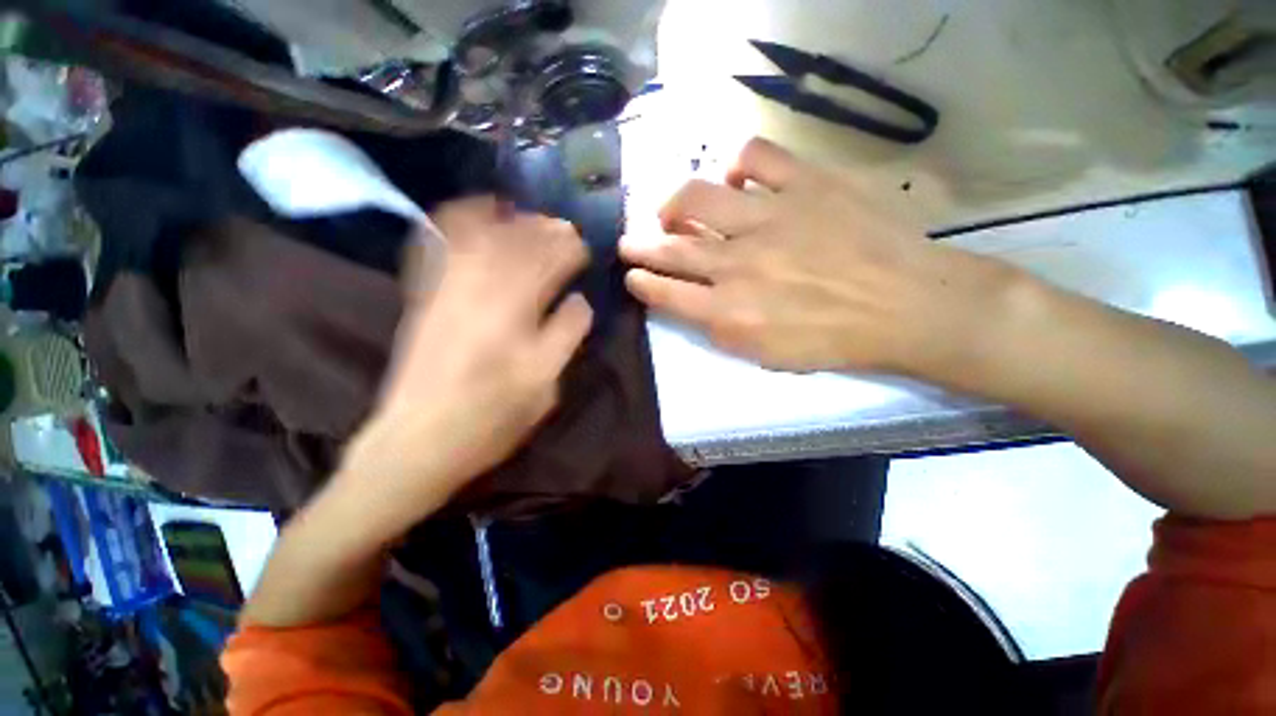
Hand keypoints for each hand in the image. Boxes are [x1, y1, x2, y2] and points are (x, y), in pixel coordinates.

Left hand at [336, 197, 592, 529]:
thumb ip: (567, 334)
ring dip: (508, 218)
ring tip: (527, 215)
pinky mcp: (425, 295)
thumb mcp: (546, 383)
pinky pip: (438, 243)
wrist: (418, 440)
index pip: (550, 260)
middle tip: (564, 228)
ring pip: (480, 232)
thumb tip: (580, 300)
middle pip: (517, 239)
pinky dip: (458, 219)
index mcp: (515, 308)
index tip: (585, 250)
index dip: (571, 249)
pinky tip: (474, 214)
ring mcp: (446, 286)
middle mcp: (480, 285)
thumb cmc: (492, 416)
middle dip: (545, 228)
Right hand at [621, 138, 1008, 374]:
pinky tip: (737, 179)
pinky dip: (737, 164)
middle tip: (627, 241)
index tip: (631, 274)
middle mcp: (739, 263)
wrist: (906, 306)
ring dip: (675, 204)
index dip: (642, 282)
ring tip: (675, 210)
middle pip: (672, 247)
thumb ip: (721, 330)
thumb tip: (693, 302)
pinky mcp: (805, 184)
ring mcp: (771, 218)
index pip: (667, 292)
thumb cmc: (833, 341)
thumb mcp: (766, 357)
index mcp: (730, 311)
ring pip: (698, 197)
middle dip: (640, 245)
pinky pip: (756, 157)